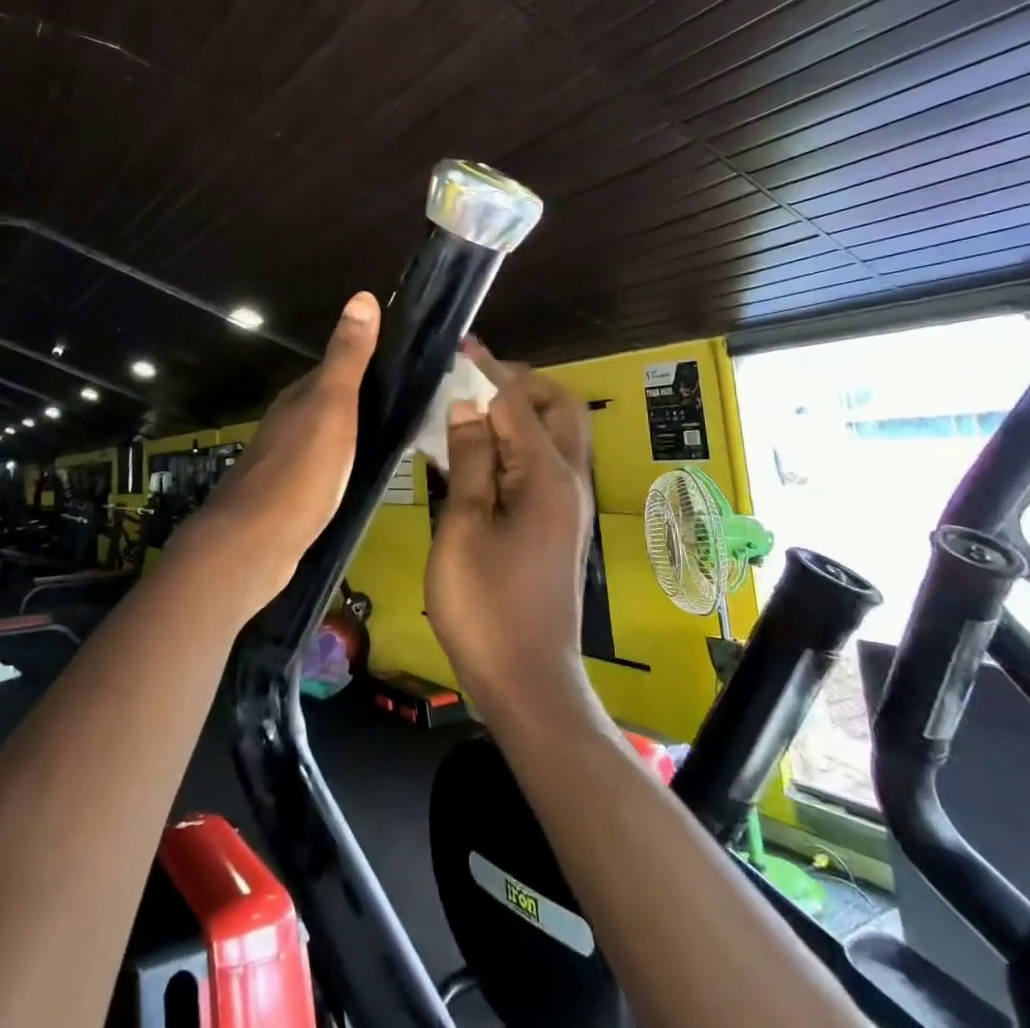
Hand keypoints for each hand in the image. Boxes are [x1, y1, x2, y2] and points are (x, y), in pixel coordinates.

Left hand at [177, 291, 380, 613]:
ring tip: (388, 441)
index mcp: (299, 398)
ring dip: (350, 434)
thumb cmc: (300, 471)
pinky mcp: (284, 496)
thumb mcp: (332, 407)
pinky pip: (320, 469)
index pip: (335, 369)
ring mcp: (282, 461)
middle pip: (328, 402)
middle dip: (360, 400)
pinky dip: (340, 465)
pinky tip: (354, 478)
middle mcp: (287, 423)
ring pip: (323, 436)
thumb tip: (361, 295)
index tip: (402, 366)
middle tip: (406, 407)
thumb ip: (348, 357)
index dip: (366, 364)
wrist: (253, 543)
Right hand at [425, 340, 594, 720]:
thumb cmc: (486, 606)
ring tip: (470, 409)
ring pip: (555, 434)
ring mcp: (569, 504)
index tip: (459, 347)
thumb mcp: (464, 527)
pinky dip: (518, 443)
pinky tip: (478, 453)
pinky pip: (545, 463)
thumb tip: (468, 406)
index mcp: (548, 477)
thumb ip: (470, 461)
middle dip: (518, 384)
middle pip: (557, 408)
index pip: (517, 403)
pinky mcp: (560, 523)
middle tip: (471, 381)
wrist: (528, 682)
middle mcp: (570, 481)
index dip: (487, 371)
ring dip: (519, 412)